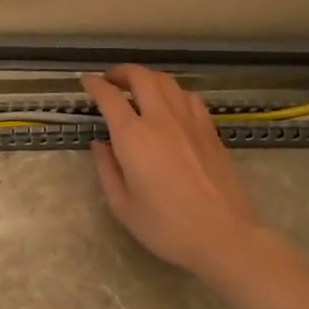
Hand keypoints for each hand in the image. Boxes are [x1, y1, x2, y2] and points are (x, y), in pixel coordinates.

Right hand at [81, 65, 273, 288]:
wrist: (223, 236)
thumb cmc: (166, 226)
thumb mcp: (122, 205)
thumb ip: (106, 169)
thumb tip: (99, 144)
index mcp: (133, 137)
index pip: (109, 97)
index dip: (94, 84)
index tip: (85, 81)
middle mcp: (161, 120)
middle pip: (141, 77)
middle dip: (121, 72)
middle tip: (110, 81)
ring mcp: (190, 122)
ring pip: (167, 82)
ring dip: (147, 78)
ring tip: (138, 89)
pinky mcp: (210, 131)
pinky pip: (189, 98)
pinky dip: (173, 93)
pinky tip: (169, 106)